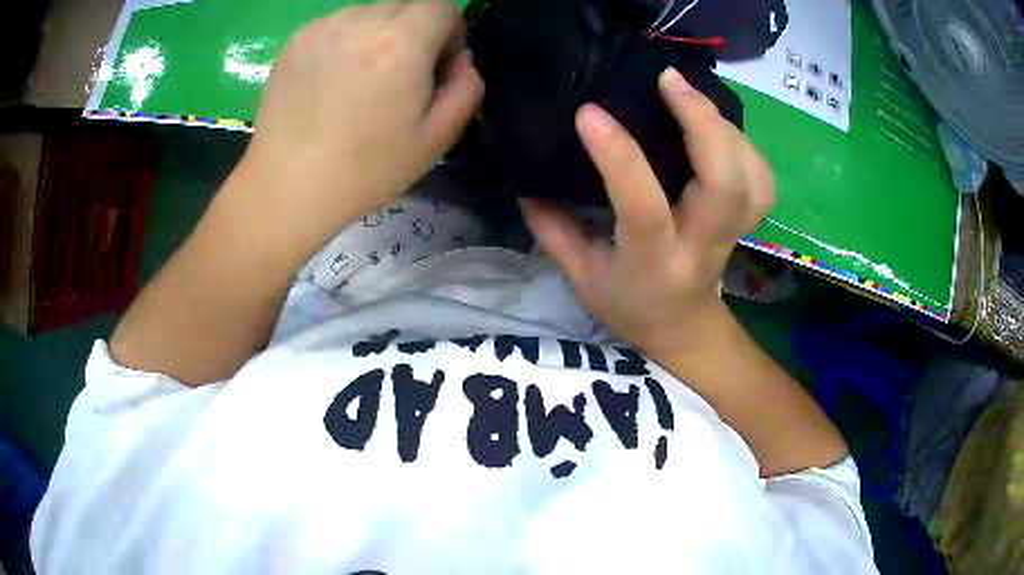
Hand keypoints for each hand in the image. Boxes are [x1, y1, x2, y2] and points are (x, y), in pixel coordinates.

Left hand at [241, 0, 482, 243]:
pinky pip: (336, 24)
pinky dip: (345, 40)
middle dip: (415, 30)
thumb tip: (461, 60)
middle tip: (399, 74)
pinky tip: (331, 80)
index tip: (437, 65)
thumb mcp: (435, 139)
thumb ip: (466, 89)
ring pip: (369, 12)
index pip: (442, 6)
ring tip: (361, 78)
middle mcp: (362, 20)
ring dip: (378, 33)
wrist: (287, 187)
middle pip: (406, 5)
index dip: (450, 31)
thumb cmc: (365, 170)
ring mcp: (323, 27)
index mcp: (402, 42)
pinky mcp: (296, 40)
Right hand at [521, 67, 774, 358]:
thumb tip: (526, 180)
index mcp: (653, 263)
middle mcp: (702, 246)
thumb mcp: (581, 278)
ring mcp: (733, 234)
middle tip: (668, 80)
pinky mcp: (748, 221)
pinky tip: (718, 126)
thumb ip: (553, 230)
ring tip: (690, 96)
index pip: (643, 208)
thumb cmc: (629, 305)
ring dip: (725, 127)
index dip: (619, 158)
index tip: (590, 114)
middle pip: (724, 183)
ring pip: (751, 177)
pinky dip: (745, 144)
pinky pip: (761, 178)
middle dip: (702, 122)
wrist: (684, 327)